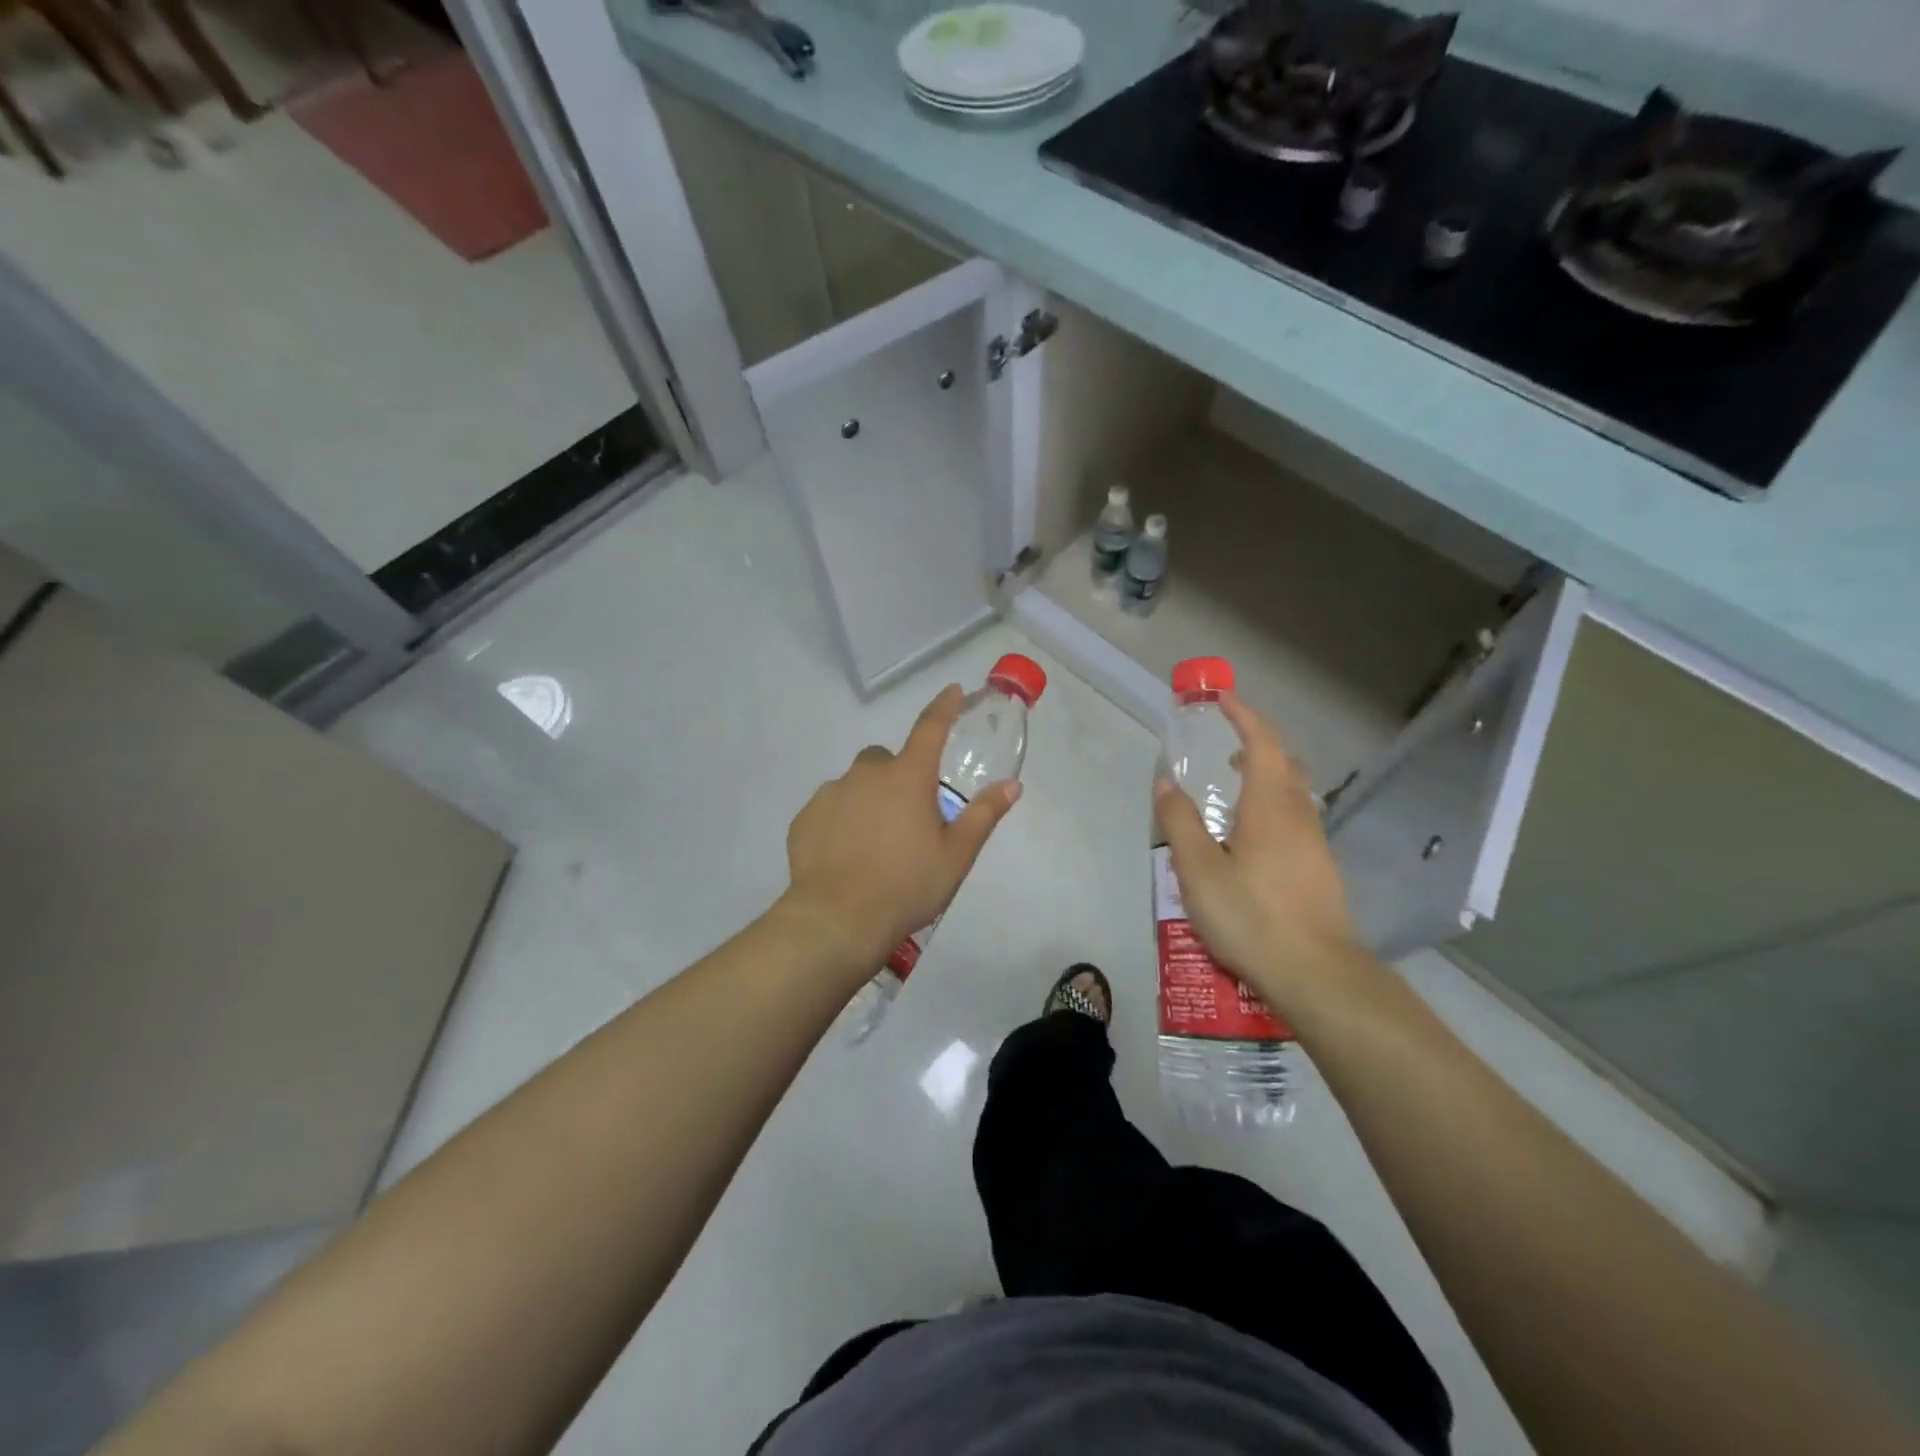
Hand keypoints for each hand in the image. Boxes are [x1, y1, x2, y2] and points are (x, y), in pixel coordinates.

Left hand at [781, 684, 1021, 971]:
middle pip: (886, 760)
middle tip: (908, 818)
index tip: (952, 691)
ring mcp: (831, 793)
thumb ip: (983, 815)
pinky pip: (830, 809)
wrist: (837, 919)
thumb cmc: (907, 885)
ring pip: (855, 785)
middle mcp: (866, 774)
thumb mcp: (956, 855)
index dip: (944, 707)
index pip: (930, 728)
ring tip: (875, 845)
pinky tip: (847, 856)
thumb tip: (1012, 785)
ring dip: (868, 800)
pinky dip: (841, 821)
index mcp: (907, 776)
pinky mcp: (805, 818)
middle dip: (898, 776)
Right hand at [1153, 695, 1360, 1011]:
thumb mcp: (1198, 870)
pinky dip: (1273, 805)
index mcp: (1269, 806)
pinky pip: (1296, 818)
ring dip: (1266, 775)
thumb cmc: (1251, 915)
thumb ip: (1180, 822)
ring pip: (1294, 792)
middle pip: (1285, 762)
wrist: (1317, 974)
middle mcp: (1298, 816)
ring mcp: (1315, 844)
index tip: (1223, 701)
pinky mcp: (1321, 869)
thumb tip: (1165, 782)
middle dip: (1258, 742)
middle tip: (1225, 744)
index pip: (1261, 743)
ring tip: (1233, 788)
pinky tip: (1252, 837)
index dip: (1244, 716)